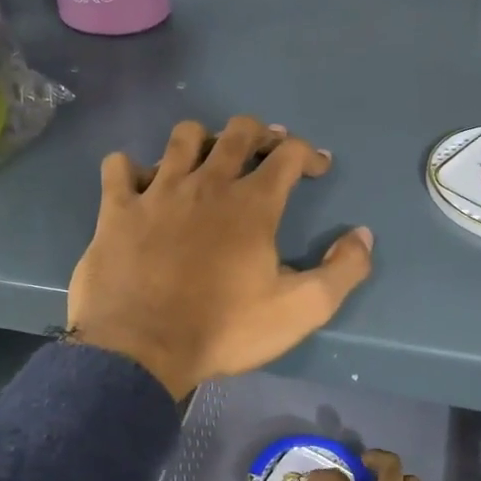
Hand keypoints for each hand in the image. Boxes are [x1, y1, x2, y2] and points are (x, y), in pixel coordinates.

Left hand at [67, 116, 374, 398]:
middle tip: (266, 150)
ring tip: (206, 161)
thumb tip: (363, 235)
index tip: (317, 167)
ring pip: (182, 138)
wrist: (140, 349)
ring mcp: (157, 192)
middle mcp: (207, 184)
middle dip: (259, 133)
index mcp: (253, 204)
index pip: (288, 154)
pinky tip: (141, 186)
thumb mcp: (300, 310)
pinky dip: (131, 169)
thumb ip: (342, 271)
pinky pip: (119, 167)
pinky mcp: (117, 209)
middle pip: (237, 131)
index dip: (308, 153)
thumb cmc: (224, 329)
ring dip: (201, 141)